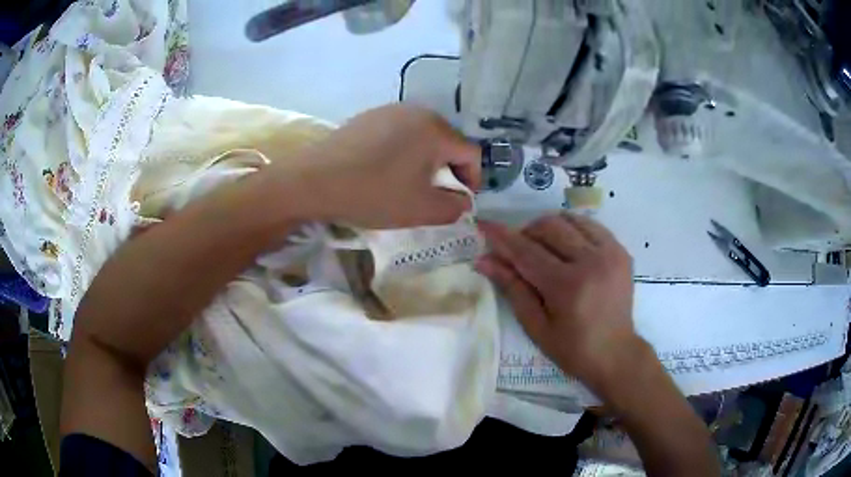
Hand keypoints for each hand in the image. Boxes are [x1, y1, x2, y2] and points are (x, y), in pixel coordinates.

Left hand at [280, 104, 480, 228]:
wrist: (314, 180)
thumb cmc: (373, 193)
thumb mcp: (422, 210)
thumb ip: (454, 206)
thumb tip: (462, 199)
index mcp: (436, 130)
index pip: (471, 153)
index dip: (473, 179)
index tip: (459, 200)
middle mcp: (417, 111)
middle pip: (447, 141)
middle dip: (448, 169)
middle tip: (434, 193)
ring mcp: (390, 110)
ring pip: (422, 135)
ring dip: (425, 159)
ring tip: (408, 182)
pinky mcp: (369, 116)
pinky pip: (399, 132)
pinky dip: (402, 150)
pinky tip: (384, 168)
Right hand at [476, 213, 641, 392]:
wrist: (615, 353)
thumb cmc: (572, 349)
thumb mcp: (536, 326)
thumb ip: (512, 288)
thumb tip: (484, 261)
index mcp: (567, 285)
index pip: (527, 251)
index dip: (502, 237)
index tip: (484, 225)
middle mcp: (591, 261)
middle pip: (549, 227)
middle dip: (526, 233)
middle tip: (517, 251)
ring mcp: (610, 253)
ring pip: (570, 220)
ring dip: (549, 229)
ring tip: (543, 248)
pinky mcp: (620, 251)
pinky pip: (590, 226)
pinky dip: (572, 230)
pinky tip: (567, 248)